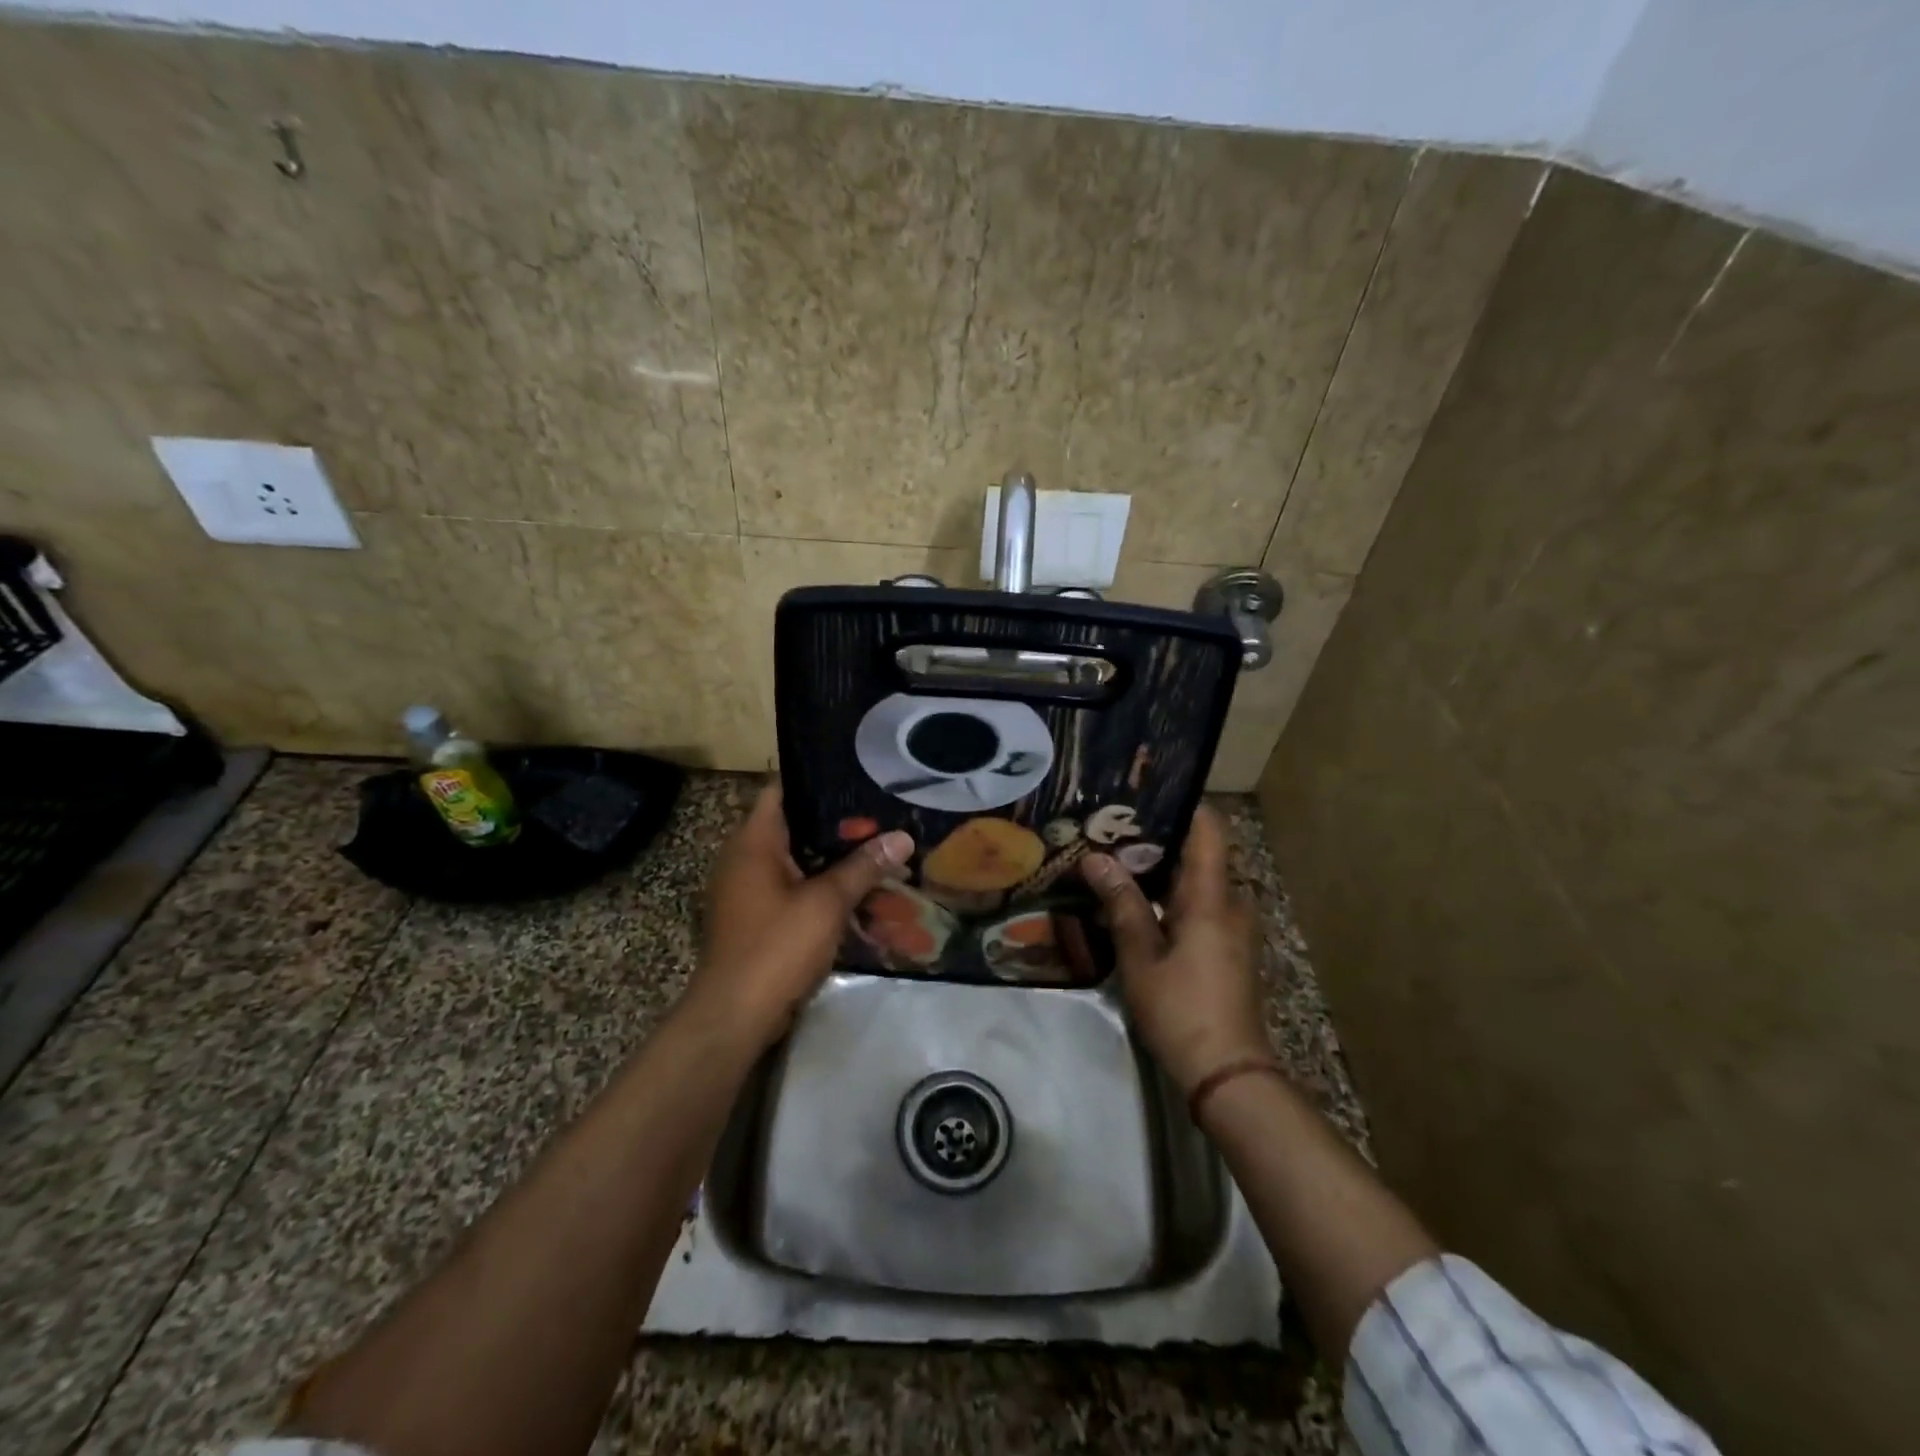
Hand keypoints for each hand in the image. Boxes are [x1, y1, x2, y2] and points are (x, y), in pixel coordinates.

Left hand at [688, 785, 912, 1046]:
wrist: (735, 1017)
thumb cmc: (776, 947)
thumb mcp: (827, 903)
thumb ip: (864, 867)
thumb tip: (902, 836)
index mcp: (754, 842)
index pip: (782, 790)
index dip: (818, 779)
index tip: (858, 775)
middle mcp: (748, 859)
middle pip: (798, 827)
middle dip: (842, 826)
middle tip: (884, 816)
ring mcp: (752, 891)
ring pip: (803, 863)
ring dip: (838, 862)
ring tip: (883, 852)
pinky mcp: (762, 918)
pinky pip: (799, 891)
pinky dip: (827, 890)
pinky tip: (864, 895)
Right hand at [1081, 805, 1267, 1094]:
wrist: (1228, 1072)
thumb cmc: (1182, 1007)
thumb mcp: (1141, 956)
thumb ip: (1121, 903)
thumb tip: (1095, 859)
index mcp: (1211, 897)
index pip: (1209, 829)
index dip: (1183, 804)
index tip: (1144, 794)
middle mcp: (1230, 903)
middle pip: (1199, 853)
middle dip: (1158, 839)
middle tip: (1112, 830)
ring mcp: (1233, 927)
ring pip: (1198, 881)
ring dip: (1162, 870)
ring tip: (1116, 861)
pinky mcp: (1228, 948)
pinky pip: (1200, 905)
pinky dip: (1171, 896)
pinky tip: (1137, 903)